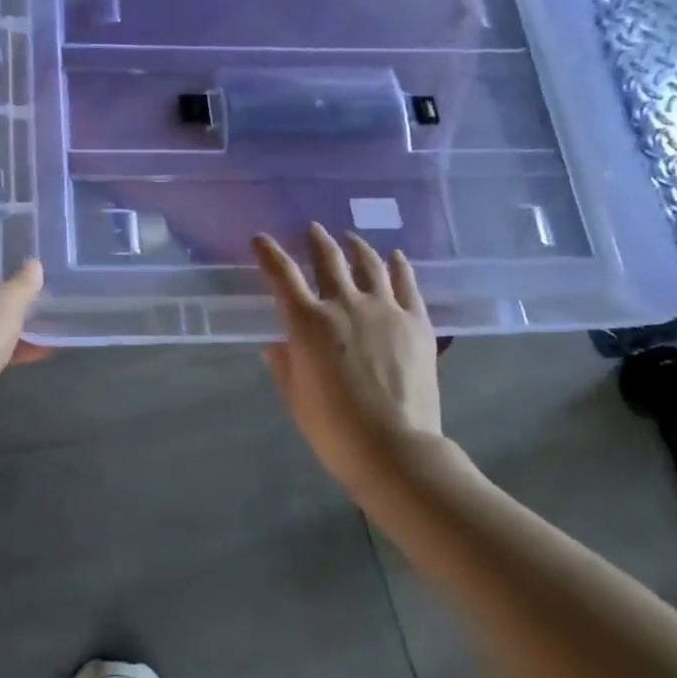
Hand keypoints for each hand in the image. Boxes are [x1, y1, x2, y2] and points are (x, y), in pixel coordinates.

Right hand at [253, 224, 451, 496]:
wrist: (394, 448)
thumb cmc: (334, 429)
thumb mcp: (296, 398)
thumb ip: (284, 367)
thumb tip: (276, 348)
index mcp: (307, 322)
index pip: (281, 274)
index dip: (268, 253)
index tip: (260, 239)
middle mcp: (344, 304)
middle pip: (328, 259)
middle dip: (315, 240)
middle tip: (311, 229)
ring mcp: (384, 309)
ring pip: (369, 264)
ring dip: (356, 247)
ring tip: (351, 238)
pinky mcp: (416, 322)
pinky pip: (407, 284)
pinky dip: (399, 266)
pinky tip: (396, 257)